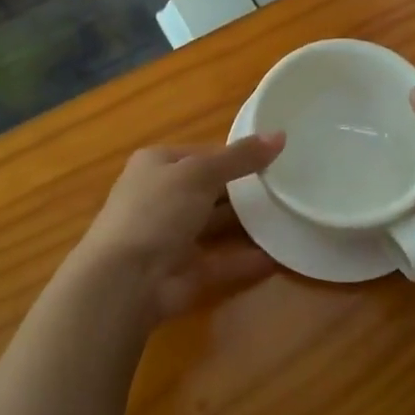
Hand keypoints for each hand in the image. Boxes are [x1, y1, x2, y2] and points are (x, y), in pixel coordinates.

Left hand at [74, 135, 284, 323]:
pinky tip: (278, 255)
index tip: (273, 157)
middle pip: (209, 189)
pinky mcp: (184, 271)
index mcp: (157, 164)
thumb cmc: (157, 210)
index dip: (235, 154)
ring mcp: (171, 237)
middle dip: (243, 189)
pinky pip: (221, 261)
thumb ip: (240, 157)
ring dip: (247, 224)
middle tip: (287, 186)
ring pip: (215, 225)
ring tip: (288, 215)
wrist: (125, 280)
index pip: (202, 153)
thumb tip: (279, 135)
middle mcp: (161, 197)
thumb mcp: (200, 173)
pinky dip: (246, 259)